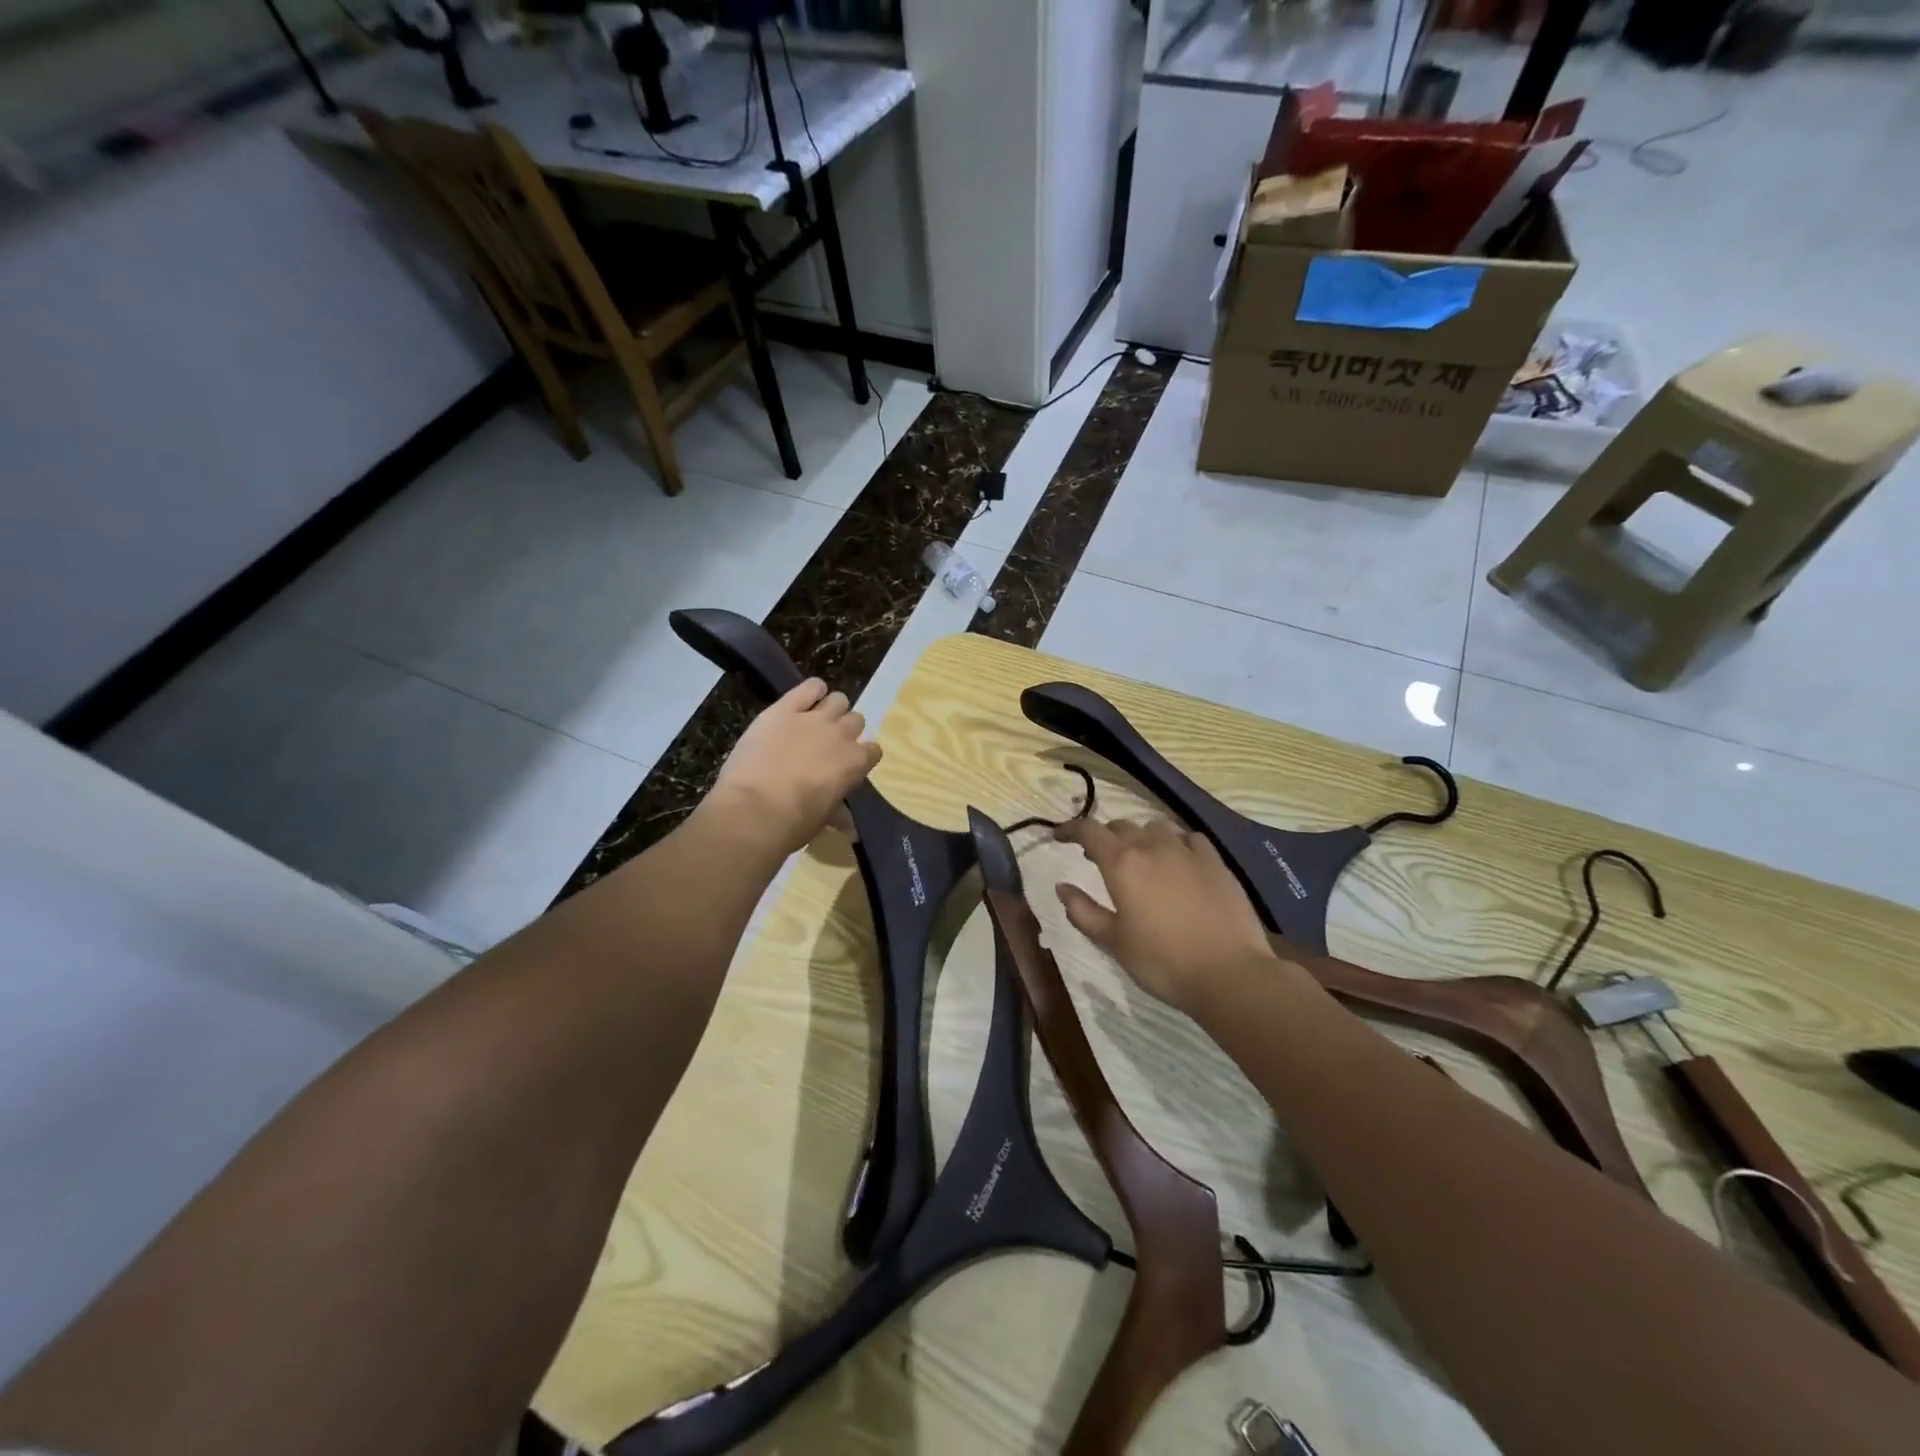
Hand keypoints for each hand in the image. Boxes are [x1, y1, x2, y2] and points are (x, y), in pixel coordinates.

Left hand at [708, 679, 881, 854]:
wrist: (754, 810)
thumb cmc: (794, 822)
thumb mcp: (823, 820)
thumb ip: (838, 814)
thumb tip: (849, 827)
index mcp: (855, 763)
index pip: (873, 750)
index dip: (862, 756)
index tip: (849, 764)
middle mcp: (840, 735)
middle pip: (856, 720)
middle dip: (846, 730)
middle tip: (828, 743)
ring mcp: (813, 719)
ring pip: (838, 699)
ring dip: (831, 708)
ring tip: (816, 720)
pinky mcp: (784, 709)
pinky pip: (809, 687)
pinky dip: (812, 690)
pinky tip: (806, 698)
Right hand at [1053, 817, 1276, 1013]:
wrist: (1230, 973)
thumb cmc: (1163, 962)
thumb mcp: (1114, 942)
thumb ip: (1083, 911)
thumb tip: (1062, 888)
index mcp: (1123, 864)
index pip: (1090, 831)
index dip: (1071, 829)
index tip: (1059, 836)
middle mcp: (1153, 847)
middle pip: (1122, 826)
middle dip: (1105, 836)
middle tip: (1097, 856)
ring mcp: (1188, 852)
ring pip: (1156, 827)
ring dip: (1140, 836)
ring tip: (1140, 856)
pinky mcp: (1216, 862)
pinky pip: (1190, 838)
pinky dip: (1176, 842)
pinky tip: (1179, 860)